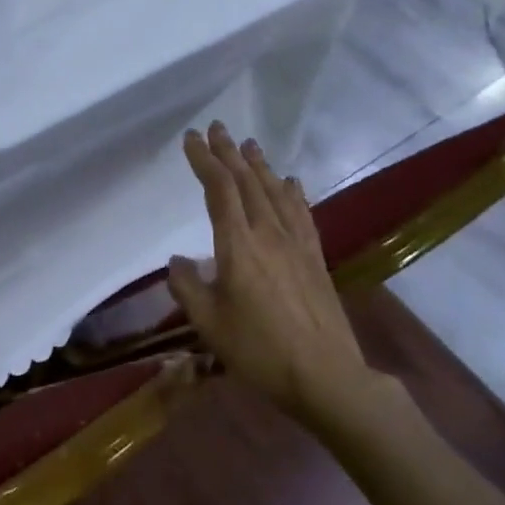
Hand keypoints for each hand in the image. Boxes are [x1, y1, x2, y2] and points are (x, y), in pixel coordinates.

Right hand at [166, 123, 386, 430]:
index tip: (191, 138)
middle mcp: (268, 234)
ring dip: (259, 165)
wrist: (326, 377)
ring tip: (249, 144)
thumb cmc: (259, 351)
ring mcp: (296, 244)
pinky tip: (290, 182)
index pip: (219, 190)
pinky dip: (292, 192)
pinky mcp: (315, 258)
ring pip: (275, 192)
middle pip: (247, 182)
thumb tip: (178, 261)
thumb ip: (188, 287)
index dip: (204, 160)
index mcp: (238, 246)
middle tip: (217, 127)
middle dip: (229, 153)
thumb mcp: (209, 324)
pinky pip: (301, 214)